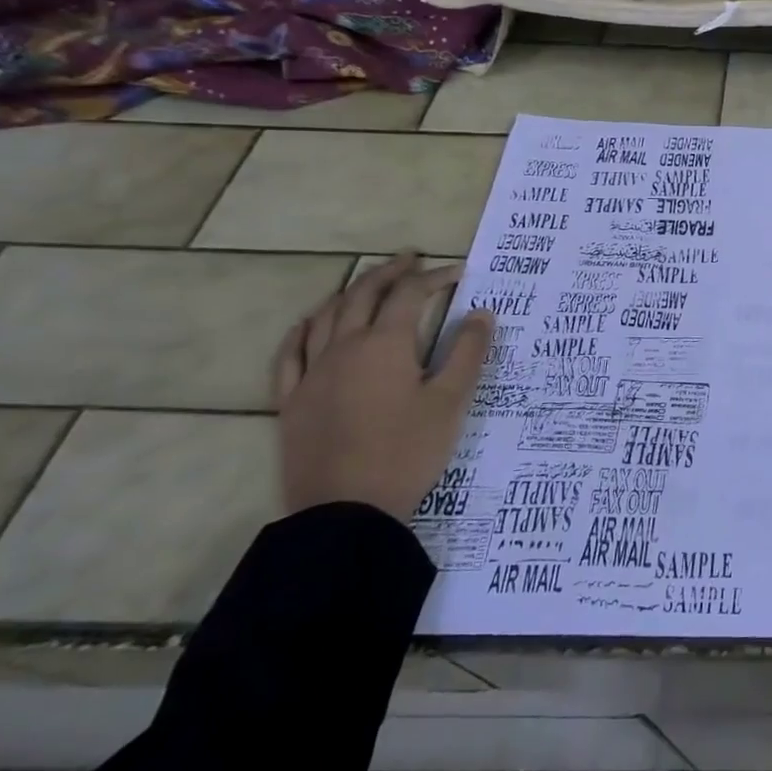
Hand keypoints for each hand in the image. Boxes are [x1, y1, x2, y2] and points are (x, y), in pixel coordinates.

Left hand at [272, 253, 493, 521]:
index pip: (410, 296)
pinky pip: (290, 354)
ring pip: (324, 317)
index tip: (458, 272)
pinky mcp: (291, 402)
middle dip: (389, 273)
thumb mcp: (451, 401)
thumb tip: (481, 313)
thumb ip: (467, 352)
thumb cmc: (407, 452)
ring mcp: (312, 374)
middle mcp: (343, 348)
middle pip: (362, 296)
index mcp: (385, 345)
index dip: (435, 278)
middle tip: (410, 259)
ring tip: (367, 284)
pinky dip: (302, 330)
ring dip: (348, 293)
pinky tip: (309, 324)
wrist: (346, 512)